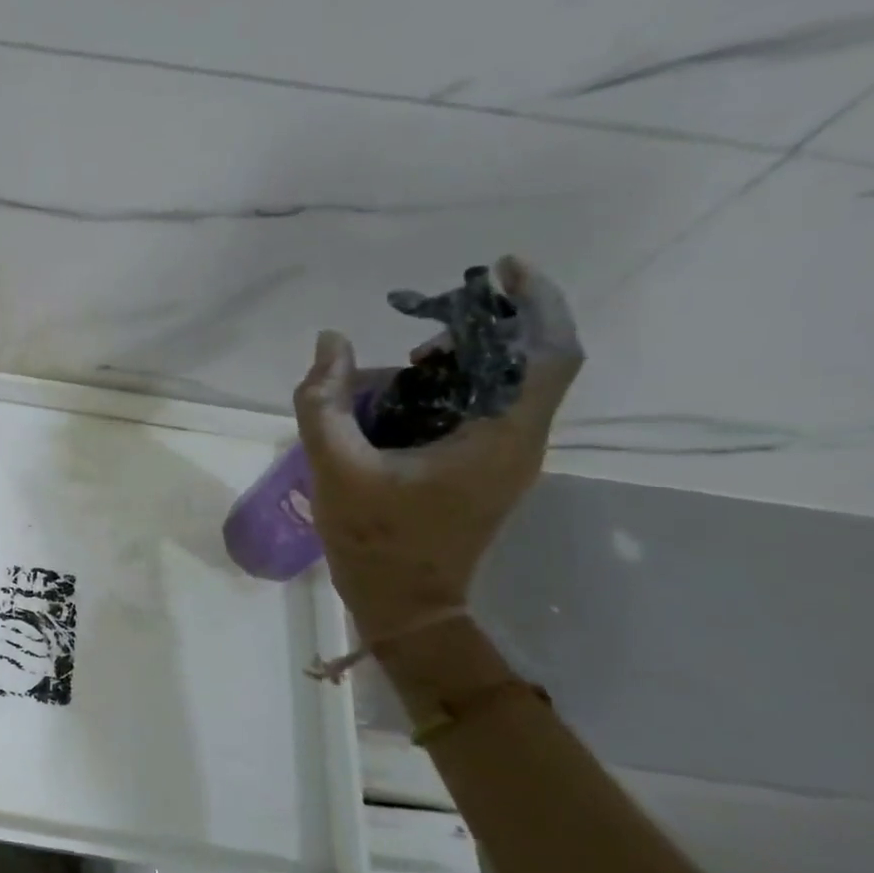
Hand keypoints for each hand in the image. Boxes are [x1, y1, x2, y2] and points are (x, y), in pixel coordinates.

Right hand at [293, 255, 582, 650]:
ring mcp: (503, 458)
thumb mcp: (335, 466)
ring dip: (459, 361)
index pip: (549, 354)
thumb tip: (330, 340)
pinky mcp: (483, 469)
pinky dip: (447, 389)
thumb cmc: (375, 539)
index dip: (537, 303)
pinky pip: (479, 409)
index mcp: (499, 437)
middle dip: (481, 330)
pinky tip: (397, 397)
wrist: (403, 604)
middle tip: (424, 321)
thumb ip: (324, 400)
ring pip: (500, 386)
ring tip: (403, 364)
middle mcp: (517, 441)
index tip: (504, 268)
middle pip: (527, 362)